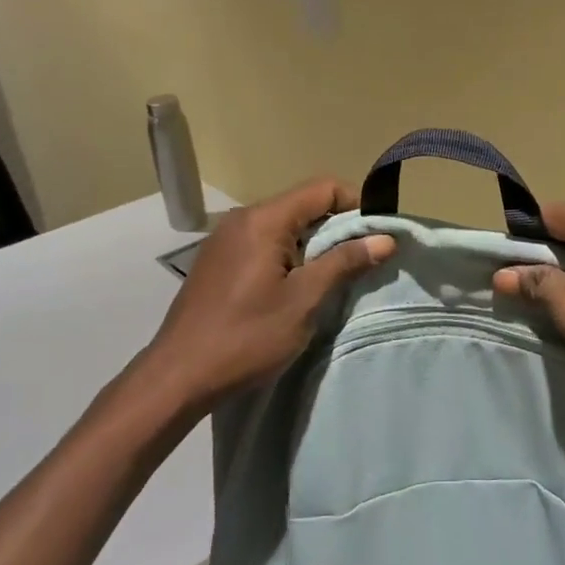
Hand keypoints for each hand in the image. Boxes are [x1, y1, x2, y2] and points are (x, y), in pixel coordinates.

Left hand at [115, 178, 394, 419]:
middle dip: (338, 226)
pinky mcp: (219, 261)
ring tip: (334, 277)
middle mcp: (242, 219)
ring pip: (284, 225)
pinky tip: (296, 287)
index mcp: (263, 220)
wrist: (179, 376)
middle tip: (362, 260)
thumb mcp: (304, 300)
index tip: (377, 236)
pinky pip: (264, 242)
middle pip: (303, 204)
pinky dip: (289, 255)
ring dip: (314, 244)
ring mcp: (226, 239)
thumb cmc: (247, 337)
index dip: (357, 205)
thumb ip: (344, 262)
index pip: (322, 189)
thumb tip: (385, 238)